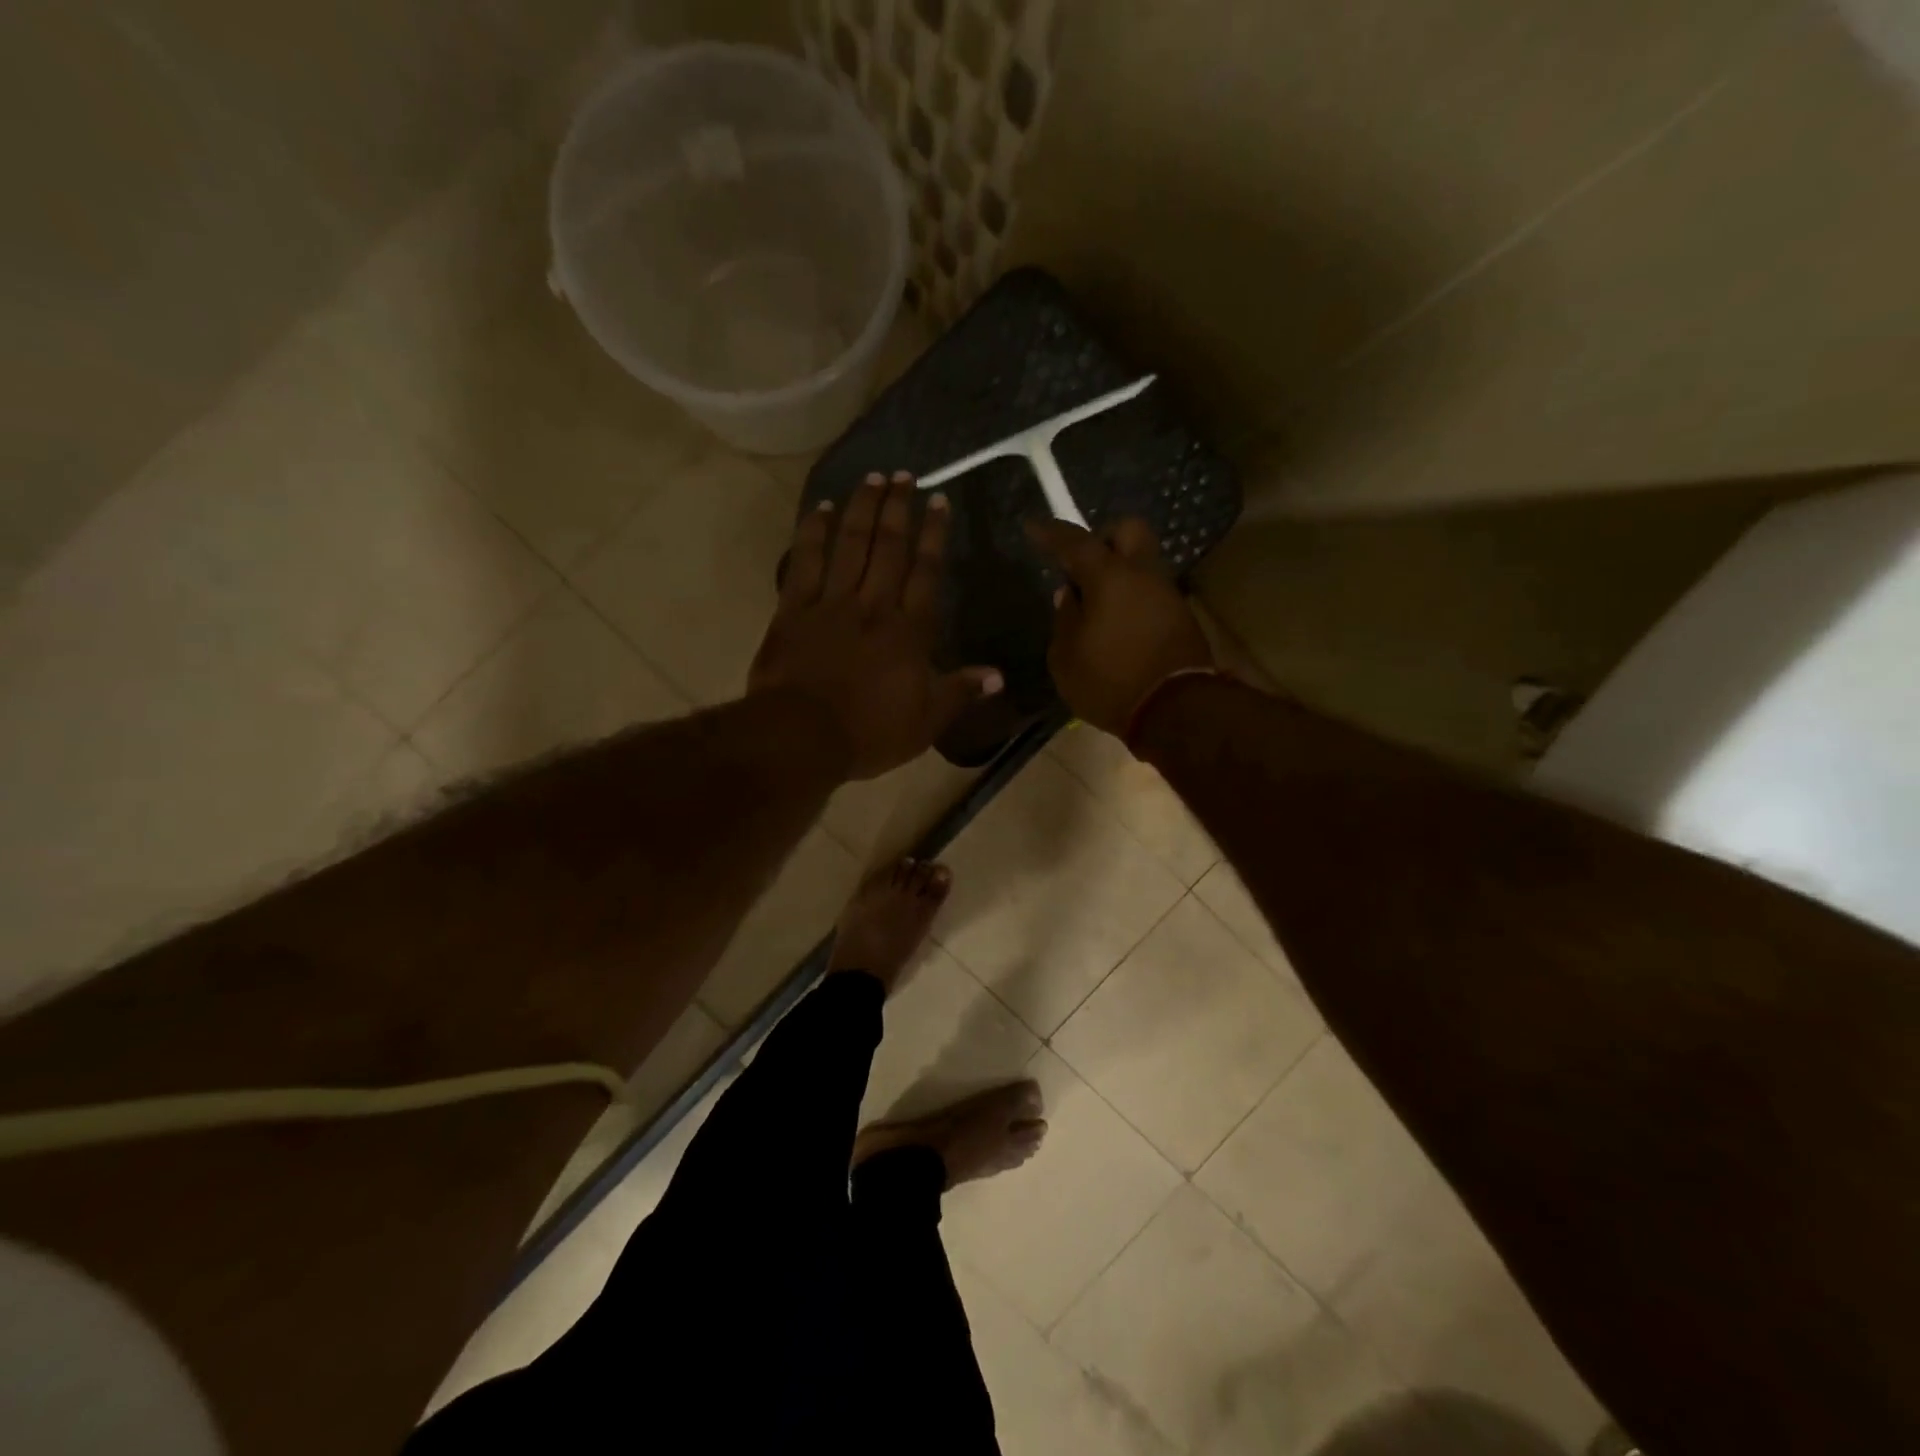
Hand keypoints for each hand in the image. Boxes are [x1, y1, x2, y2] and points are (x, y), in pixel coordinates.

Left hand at [751, 472, 1002, 778]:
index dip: (934, 534)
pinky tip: (823, 508)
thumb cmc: (870, 733)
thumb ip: (961, 692)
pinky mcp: (793, 610)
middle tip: (904, 476)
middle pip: (889, 547)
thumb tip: (998, 676)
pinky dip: (814, 532)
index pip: (927, 571)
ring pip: (850, 544)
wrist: (802, 737)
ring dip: (863, 508)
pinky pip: (805, 562)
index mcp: (909, 630)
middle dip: (899, 508)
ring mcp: (831, 603)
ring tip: (872, 478)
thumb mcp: (926, 721)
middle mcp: (873, 605)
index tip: (939, 500)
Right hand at [1025, 517, 1213, 734]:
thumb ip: (1064, 619)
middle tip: (1082, 565)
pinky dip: (1132, 597)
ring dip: (1119, 573)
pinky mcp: (1181, 618)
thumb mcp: (1066, 658)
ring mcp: (1167, 594)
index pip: (1075, 542)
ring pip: (1142, 563)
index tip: (1033, 527)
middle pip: (1128, 530)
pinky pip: (1150, 592)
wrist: (1176, 711)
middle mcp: (1143, 575)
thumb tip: (1069, 596)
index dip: (1051, 533)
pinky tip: (1117, 624)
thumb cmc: (1110, 682)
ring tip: (1096, 605)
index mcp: (1109, 577)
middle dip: (1103, 538)